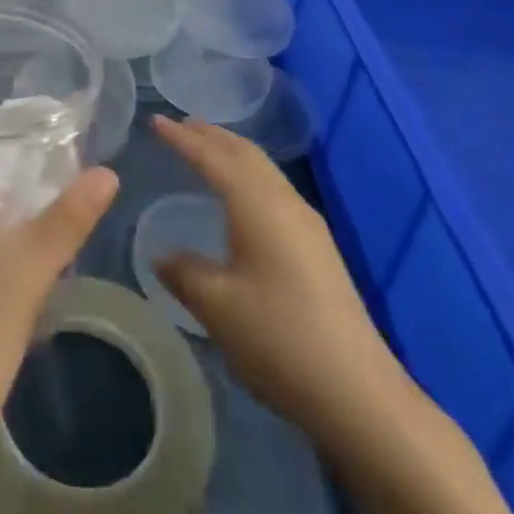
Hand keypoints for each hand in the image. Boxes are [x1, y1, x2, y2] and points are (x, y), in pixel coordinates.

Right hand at [149, 114, 414, 454]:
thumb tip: (164, 256)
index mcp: (257, 205)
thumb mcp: (217, 306)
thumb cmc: (279, 338)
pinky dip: (247, 176)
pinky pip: (274, 190)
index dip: (181, 138)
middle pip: (245, 154)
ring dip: (232, 154)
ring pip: (264, 170)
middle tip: (180, 126)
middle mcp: (285, 203)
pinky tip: (239, 198)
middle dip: (211, 136)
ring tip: (205, 151)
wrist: (358, 392)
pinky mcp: (318, 248)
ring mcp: (307, 225)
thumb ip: (185, 273)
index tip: (155, 121)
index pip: (213, 157)